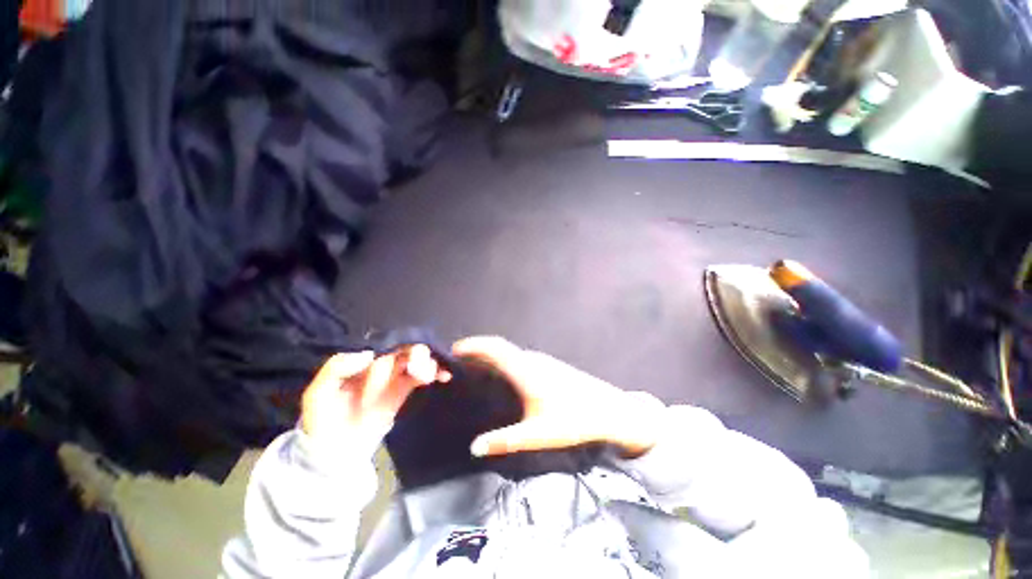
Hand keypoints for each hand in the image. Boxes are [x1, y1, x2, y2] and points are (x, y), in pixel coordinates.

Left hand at [301, 345, 450, 450]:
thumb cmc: (323, 421)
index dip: (398, 347)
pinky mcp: (405, 388)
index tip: (407, 358)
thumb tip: (368, 354)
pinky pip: (423, 374)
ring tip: (429, 376)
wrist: (335, 452)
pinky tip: (444, 376)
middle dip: (416, 355)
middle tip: (418, 369)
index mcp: (360, 360)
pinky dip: (435, 371)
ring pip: (416, 359)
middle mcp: (379, 362)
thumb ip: (335, 370)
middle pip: (404, 349)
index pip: (384, 345)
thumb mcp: (317, 395)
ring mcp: (394, 375)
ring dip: (427, 363)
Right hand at [453, 337, 664, 458]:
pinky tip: (499, 378)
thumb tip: (474, 447)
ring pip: (508, 352)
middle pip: (498, 347)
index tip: (453, 351)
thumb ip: (504, 441)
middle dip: (476, 351)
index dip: (472, 345)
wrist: (609, 410)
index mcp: (525, 370)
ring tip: (473, 372)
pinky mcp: (548, 365)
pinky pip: (517, 358)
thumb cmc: (573, 420)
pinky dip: (502, 361)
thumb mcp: (537, 435)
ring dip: (489, 356)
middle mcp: (530, 359)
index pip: (493, 347)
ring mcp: (541, 361)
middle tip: (457, 367)